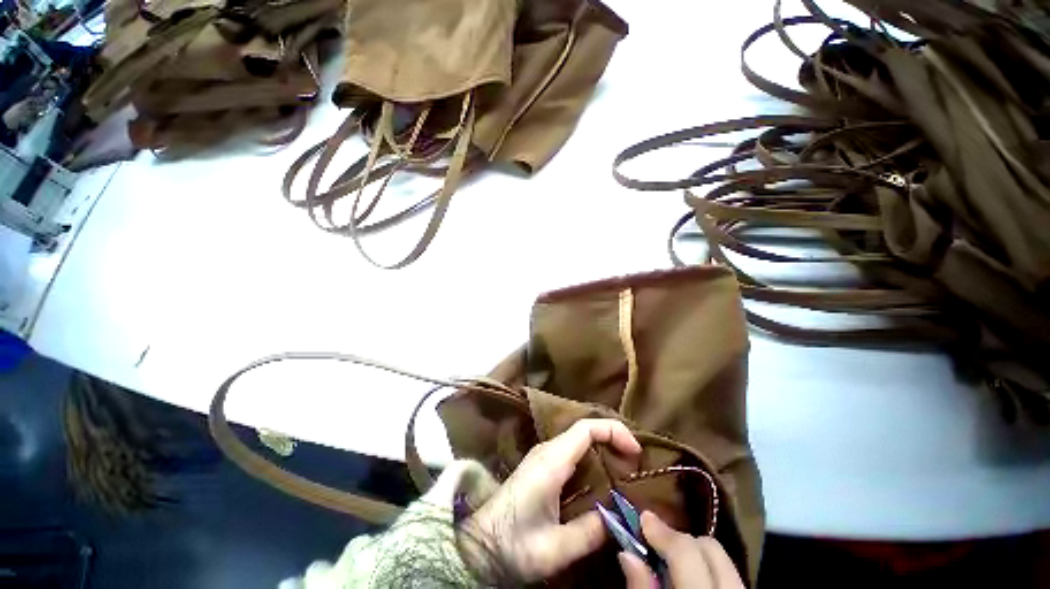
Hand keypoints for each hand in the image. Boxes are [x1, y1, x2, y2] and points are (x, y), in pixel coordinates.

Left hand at [464, 419, 641, 581]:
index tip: (637, 455)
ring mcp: (535, 466)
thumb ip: (595, 530)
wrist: (473, 551)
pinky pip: (568, 460)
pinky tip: (600, 490)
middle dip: (614, 444)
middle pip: (584, 434)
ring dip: (602, 456)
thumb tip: (622, 517)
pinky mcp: (533, 478)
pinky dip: (590, 467)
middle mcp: (542, 456)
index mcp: (549, 464)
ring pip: (576, 447)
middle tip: (636, 468)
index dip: (618, 433)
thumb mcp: (559, 546)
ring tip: (625, 478)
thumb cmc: (513, 547)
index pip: (588, 428)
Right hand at [619, 511, 744, 588]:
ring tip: (670, 556)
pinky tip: (691, 571)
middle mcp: (731, 585)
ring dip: (695, 549)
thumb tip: (628, 553)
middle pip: (710, 545)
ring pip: (723, 553)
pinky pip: (728, 566)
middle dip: (681, 539)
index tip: (643, 518)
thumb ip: (642, 587)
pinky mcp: (744, 588)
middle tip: (653, 540)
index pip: (687, 551)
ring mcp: (743, 586)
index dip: (664, 533)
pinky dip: (708, 562)